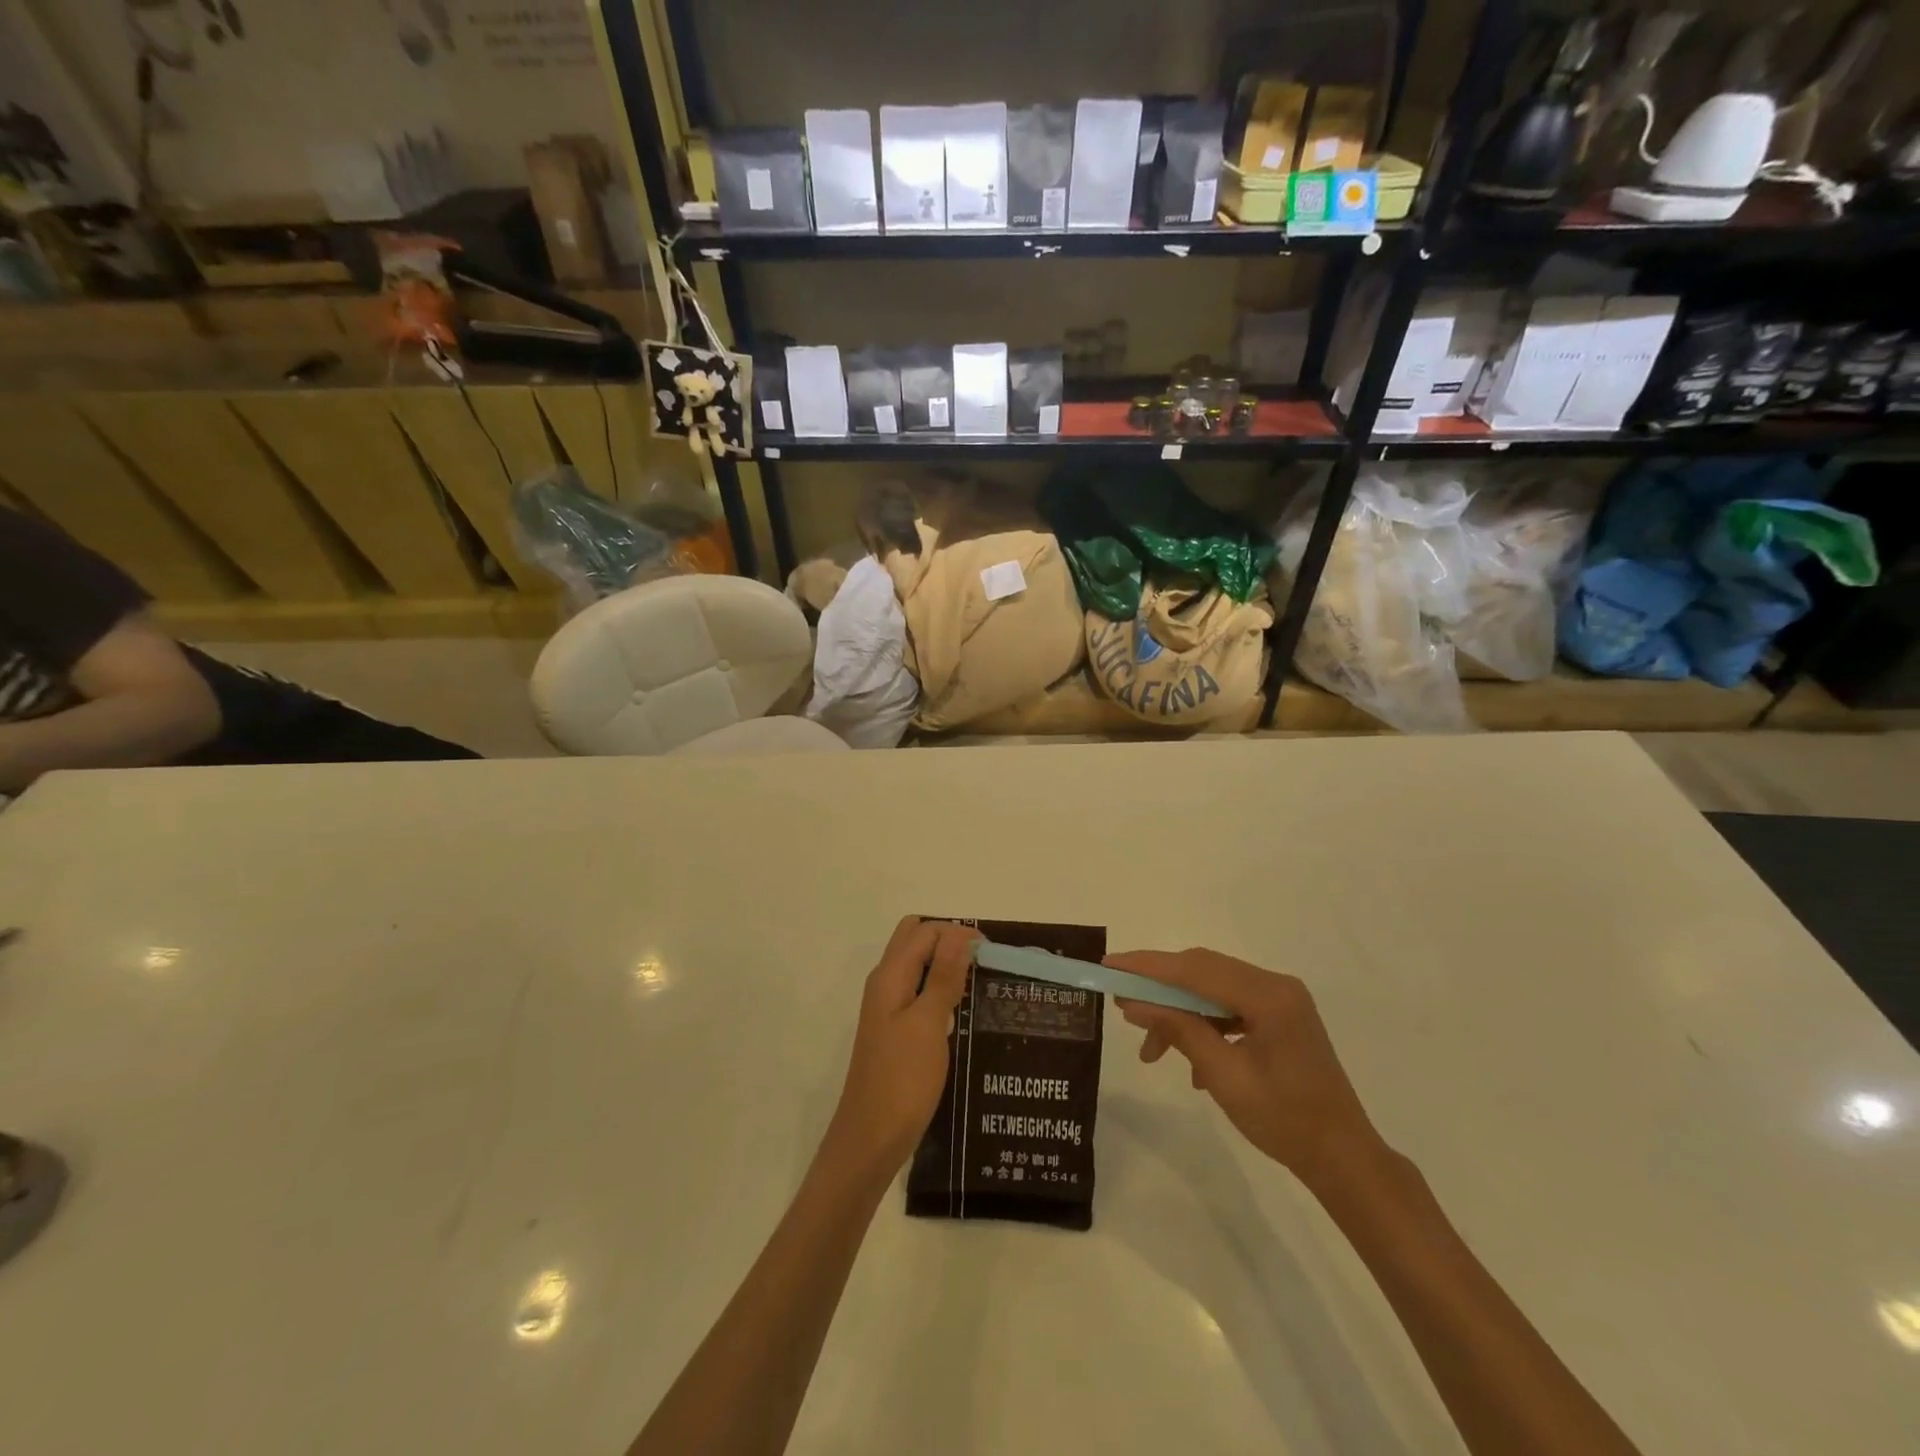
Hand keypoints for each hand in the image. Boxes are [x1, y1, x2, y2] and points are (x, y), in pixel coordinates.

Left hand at [823, 917, 978, 1180]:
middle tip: (982, 961)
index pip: (924, 931)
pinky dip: (940, 989)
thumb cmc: (902, 1080)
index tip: (992, 952)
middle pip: (915, 940)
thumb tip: (959, 933)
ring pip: (918, 966)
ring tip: (980, 982)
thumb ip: (942, 976)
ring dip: (946, 964)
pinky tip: (963, 1010)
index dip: (957, 932)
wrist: (871, 1139)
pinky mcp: (896, 1030)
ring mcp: (889, 1007)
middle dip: (949, 940)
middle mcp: (886, 983)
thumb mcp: (928, 1024)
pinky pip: (919, 992)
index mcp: (890, 976)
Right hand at [1107, 948, 1378, 1183]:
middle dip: (1159, 986)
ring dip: (1178, 1011)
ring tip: (1151, 1048)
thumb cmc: (1285, 1121)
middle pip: (1203, 971)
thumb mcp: (1224, 1077)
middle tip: (1120, 1002)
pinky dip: (1201, 1023)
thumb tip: (1133, 1003)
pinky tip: (1188, 1060)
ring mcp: (1279, 1000)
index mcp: (1269, 996)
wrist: (1343, 1159)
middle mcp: (1276, 985)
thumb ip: (1179, 1031)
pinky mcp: (1278, 1016)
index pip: (1196, 968)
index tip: (1109, 965)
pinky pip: (1228, 1005)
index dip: (1148, 966)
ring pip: (1212, 989)